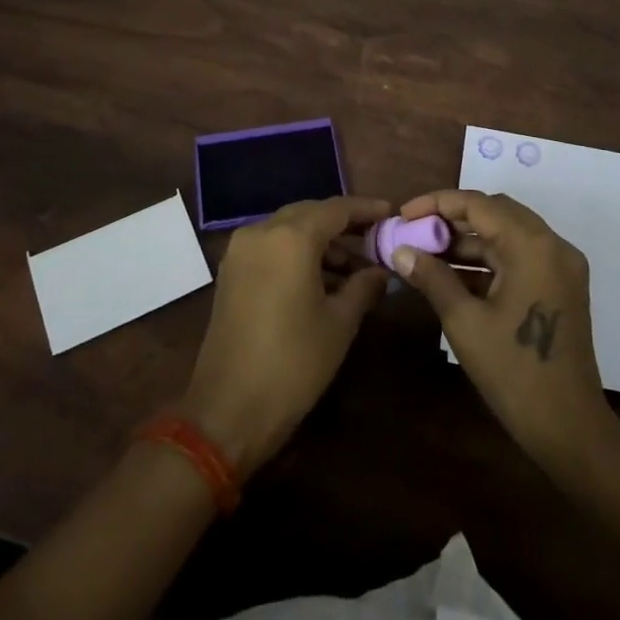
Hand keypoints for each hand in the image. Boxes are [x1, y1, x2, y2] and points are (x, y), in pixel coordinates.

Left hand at [180, 197, 390, 473]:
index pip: (336, 209)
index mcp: (290, 237)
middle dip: (343, 225)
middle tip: (375, 239)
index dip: (366, 209)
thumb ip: (363, 286)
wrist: (228, 410)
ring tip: (355, 268)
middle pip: (310, 214)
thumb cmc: (293, 363)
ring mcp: (240, 251)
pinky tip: (322, 279)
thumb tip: (381, 270)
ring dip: (321, 242)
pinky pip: (271, 247)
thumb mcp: (339, 323)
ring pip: (289, 230)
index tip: (391, 213)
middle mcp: (261, 232)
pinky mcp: (230, 272)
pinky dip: (297, 254)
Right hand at [391, 190, 614, 472]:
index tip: (403, 215)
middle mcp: (552, 245)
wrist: (569, 428)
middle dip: (452, 219)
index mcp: (532, 245)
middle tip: (415, 231)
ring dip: (468, 242)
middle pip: (495, 213)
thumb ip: (432, 277)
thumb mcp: (464, 322)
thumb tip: (400, 251)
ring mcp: (560, 267)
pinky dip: (488, 261)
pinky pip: (519, 258)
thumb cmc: (513, 371)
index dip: (437, 203)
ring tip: (426, 254)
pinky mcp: (561, 287)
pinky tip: (452, 276)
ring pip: (507, 235)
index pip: (478, 204)